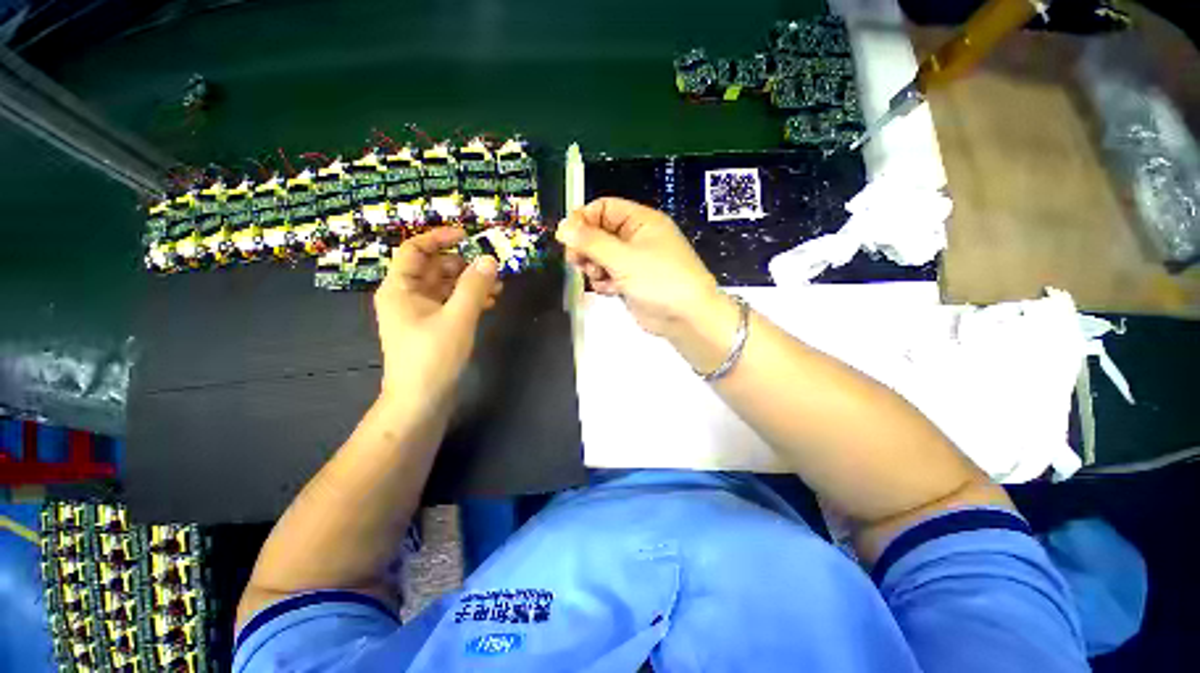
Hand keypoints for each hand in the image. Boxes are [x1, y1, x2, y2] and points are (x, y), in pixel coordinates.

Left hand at [373, 227, 500, 407]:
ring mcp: (420, 313)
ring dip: (470, 284)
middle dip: (463, 265)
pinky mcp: (433, 327)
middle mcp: (406, 296)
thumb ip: (474, 286)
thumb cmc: (433, 357)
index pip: (415, 250)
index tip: (468, 235)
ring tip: (498, 287)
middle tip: (491, 269)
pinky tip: (490, 303)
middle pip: (434, 267)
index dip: (439, 237)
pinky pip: (451, 304)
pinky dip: (469, 300)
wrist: (421, 401)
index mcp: (400, 288)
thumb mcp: (457, 318)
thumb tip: (489, 258)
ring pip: (445, 287)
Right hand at [556, 198, 722, 337]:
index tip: (566, 238)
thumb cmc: (659, 280)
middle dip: (586, 247)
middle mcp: (637, 238)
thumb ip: (591, 242)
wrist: (686, 318)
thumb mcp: (623, 258)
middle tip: (576, 261)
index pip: (604, 208)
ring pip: (601, 256)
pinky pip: (608, 275)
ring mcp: (634, 261)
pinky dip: (604, 281)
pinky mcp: (631, 282)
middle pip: (599, 233)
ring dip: (593, 266)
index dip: (583, 220)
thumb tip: (562, 226)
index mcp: (641, 221)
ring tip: (596, 276)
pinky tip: (608, 290)